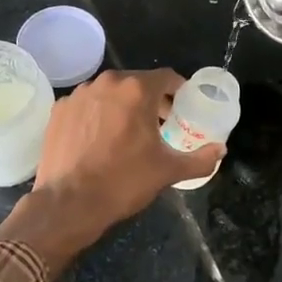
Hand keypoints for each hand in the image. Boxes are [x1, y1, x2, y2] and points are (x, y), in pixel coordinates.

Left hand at [0, 70, 222, 275]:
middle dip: (151, 100)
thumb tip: (221, 150)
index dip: (178, 91)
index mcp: (136, 90)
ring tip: (127, 132)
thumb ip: (200, 159)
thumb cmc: (123, 181)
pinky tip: (99, 139)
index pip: (167, 77)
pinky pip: (87, 105)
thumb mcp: (168, 171)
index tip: (182, 108)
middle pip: (137, 83)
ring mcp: (79, 94)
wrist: (68, 203)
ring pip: (110, 93)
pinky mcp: (59, 110)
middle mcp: (107, 83)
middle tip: (159, 125)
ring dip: (122, 106)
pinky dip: (97, 115)